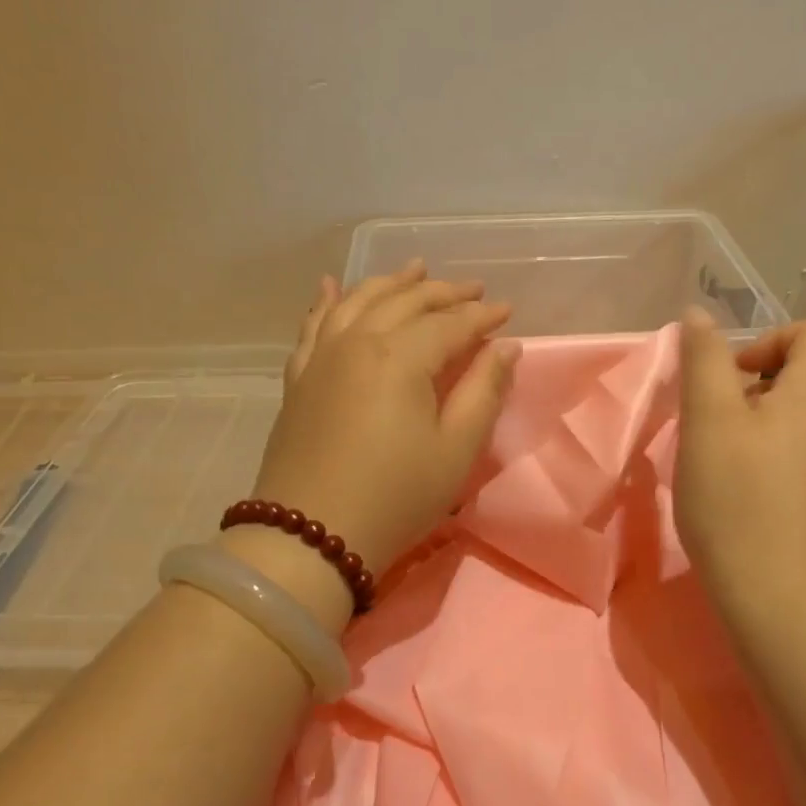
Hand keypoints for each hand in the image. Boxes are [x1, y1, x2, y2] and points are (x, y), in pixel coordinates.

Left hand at [248, 263, 516, 579]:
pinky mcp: (298, 379)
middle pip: (405, 302)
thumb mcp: (455, 450)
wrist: (309, 536)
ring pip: (358, 302)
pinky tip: (331, 286)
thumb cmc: (395, 496)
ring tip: (414, 269)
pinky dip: (326, 302)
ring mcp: (321, 357)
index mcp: (400, 357)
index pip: (450, 323)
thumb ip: (483, 392)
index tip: (507, 311)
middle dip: (443, 292)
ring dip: (390, 283)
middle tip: (472, 289)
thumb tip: (505, 347)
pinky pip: (312, 327)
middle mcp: (358, 342)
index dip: (481, 315)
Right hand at [675, 310, 805, 638]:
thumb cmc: (740, 506)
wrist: (792, 609)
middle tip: (713, 430)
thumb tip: (699, 315)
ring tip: (726, 471)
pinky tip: (751, 507)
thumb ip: (704, 363)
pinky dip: (782, 469)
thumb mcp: (708, 425)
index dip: (770, 339)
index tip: (730, 377)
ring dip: (767, 433)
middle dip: (758, 392)